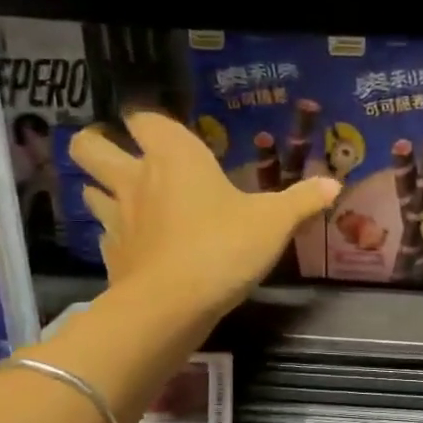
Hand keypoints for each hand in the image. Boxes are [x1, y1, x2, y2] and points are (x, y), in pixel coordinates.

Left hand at [68, 111, 337, 321]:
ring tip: (129, 199)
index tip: (164, 131)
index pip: (143, 118)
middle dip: (98, 143)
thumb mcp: (275, 223)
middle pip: (90, 146)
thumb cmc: (224, 247)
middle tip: (122, 154)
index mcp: (174, 157)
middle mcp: (136, 178)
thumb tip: (334, 184)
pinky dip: (117, 236)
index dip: (149, 121)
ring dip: (102, 189)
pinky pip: (106, 235)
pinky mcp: (112, 255)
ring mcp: (117, 217)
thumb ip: (302, 201)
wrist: (173, 304)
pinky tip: (138, 246)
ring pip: (89, 189)